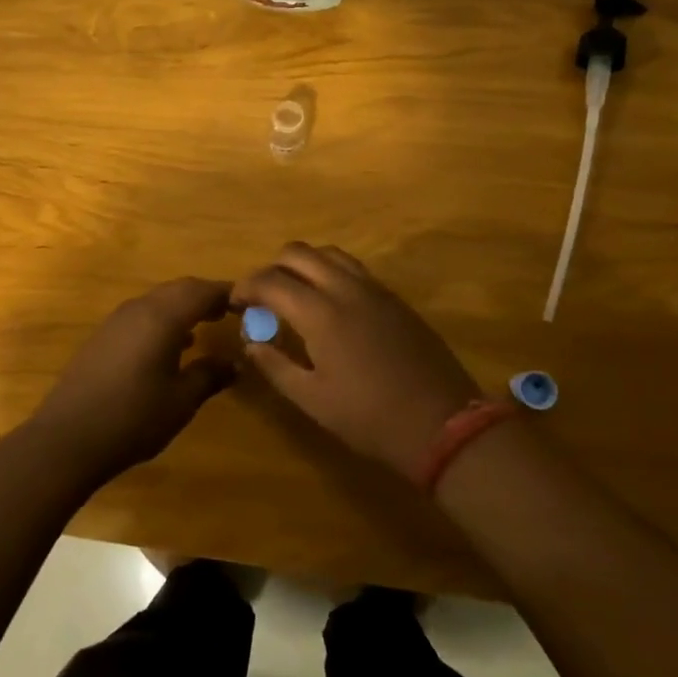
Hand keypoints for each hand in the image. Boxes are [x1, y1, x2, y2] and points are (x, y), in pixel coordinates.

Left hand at [26, 277, 235, 485]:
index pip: (201, 291)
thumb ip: (209, 376)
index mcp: (162, 317)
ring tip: (204, 326)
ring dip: (182, 308)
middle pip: (178, 289)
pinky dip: (162, 320)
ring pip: (157, 300)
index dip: (226, 293)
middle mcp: (138, 309)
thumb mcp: (181, 401)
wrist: (68, 437)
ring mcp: (116, 321)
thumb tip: (234, 362)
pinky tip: (170, 347)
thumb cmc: (133, 418)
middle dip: (204, 296)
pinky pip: (141, 315)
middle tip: (229, 311)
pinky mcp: (103, 336)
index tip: (248, 302)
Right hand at [233, 243, 480, 479]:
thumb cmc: (370, 418)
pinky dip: (330, 272)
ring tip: (294, 294)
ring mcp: (374, 289)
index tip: (234, 303)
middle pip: (298, 253)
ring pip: (328, 253)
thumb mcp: (312, 400)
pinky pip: (353, 267)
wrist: (442, 423)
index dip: (246, 287)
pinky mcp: (394, 298)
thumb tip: (251, 342)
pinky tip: (329, 302)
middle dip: (271, 268)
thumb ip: (275, 365)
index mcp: (321, 313)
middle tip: (263, 297)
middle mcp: (345, 288)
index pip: (271, 281)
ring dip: (303, 265)